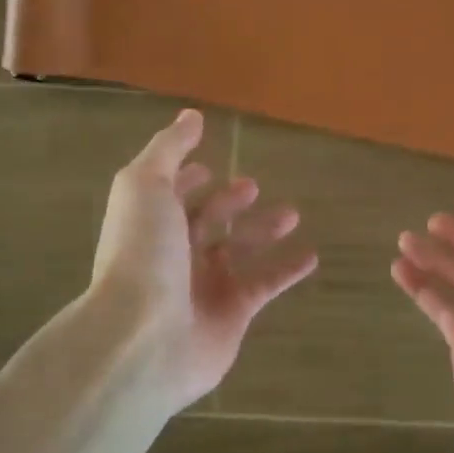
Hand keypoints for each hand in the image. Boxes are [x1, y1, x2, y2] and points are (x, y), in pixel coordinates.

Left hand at [92, 109, 317, 408]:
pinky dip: (287, 270)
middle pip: (205, 222)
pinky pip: (265, 285)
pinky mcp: (232, 313)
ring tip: (293, 213)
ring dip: (263, 230)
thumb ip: (169, 148)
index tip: (208, 166)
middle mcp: (173, 254)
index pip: (169, 195)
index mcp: (150, 223)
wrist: (143, 337)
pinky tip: (312, 256)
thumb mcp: (145, 185)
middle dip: (228, 203)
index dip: (186, 179)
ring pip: (239, 250)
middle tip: (253, 186)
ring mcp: (203, 286)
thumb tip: (192, 115)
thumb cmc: (142, 252)